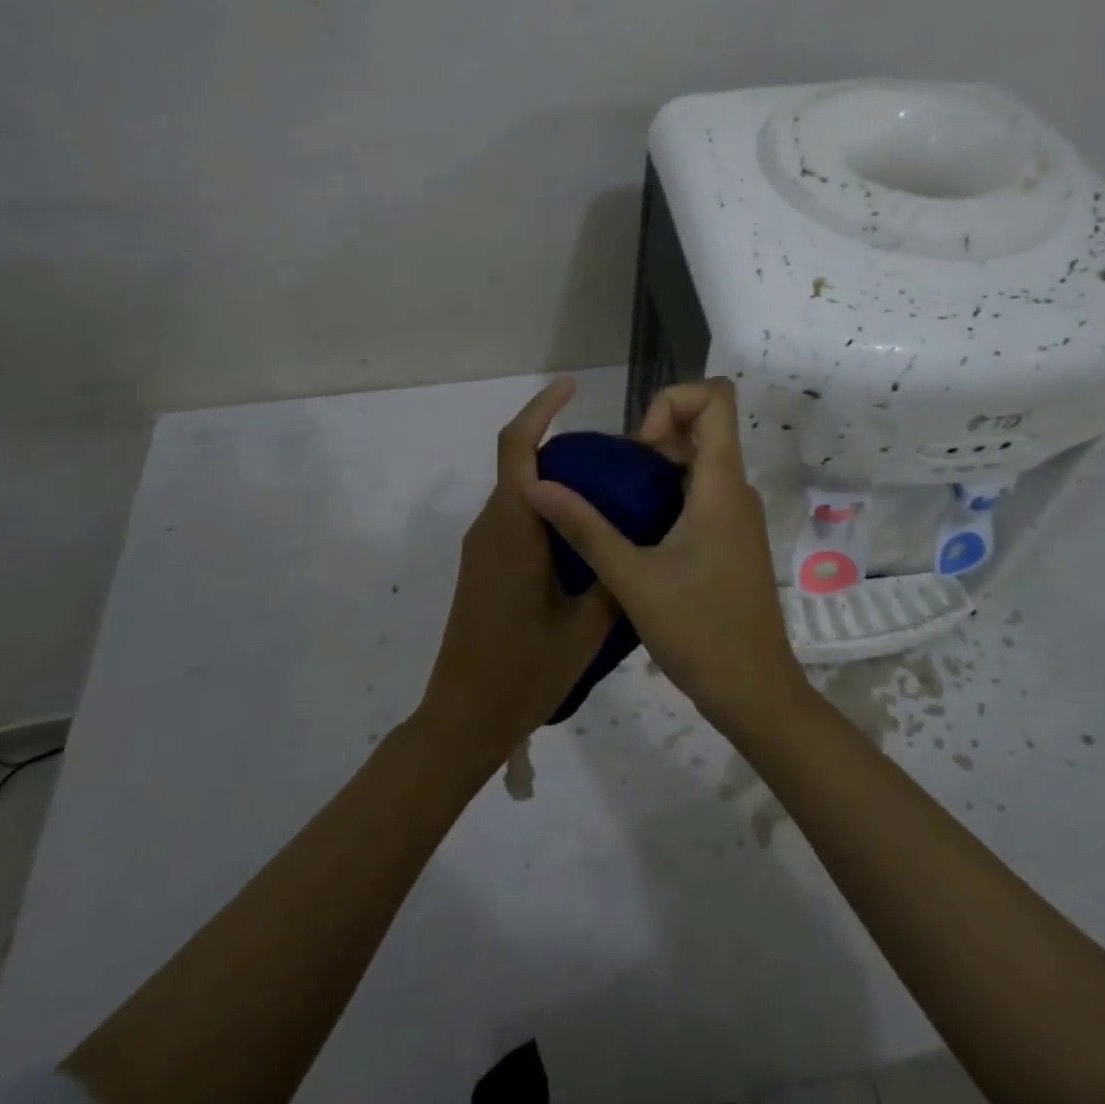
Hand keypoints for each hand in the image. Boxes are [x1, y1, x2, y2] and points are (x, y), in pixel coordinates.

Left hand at [414, 377, 614, 772]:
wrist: (464, 717)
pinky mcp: (483, 567)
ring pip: (517, 492)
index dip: (541, 409)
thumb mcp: (586, 626)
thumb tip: (640, 540)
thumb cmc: (525, 670)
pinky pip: (514, 518)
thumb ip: (613, 575)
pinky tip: (583, 531)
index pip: (518, 448)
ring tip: (609, 487)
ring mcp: (483, 548)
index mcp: (513, 529)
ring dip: (553, 478)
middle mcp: (491, 527)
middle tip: (614, 452)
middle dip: (557, 441)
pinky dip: (545, 507)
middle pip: (518, 463)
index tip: (572, 387)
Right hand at [522, 378, 808, 731]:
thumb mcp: (631, 578)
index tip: (639, 447)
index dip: (672, 400)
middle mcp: (735, 488)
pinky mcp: (732, 537)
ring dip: (657, 466)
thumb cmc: (699, 632)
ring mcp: (737, 514)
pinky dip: (668, 491)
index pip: (716, 397)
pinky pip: (701, 490)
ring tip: (617, 505)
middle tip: (616, 479)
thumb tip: (536, 485)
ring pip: (700, 459)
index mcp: (721, 485)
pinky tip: (636, 531)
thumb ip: (584, 528)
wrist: (754, 691)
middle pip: (703, 424)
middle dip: (654, 434)